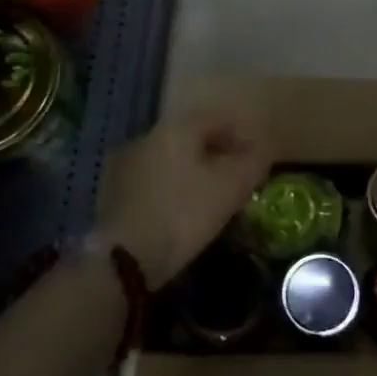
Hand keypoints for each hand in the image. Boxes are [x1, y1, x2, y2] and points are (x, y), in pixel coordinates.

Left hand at [98, 108, 270, 283]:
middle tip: (240, 176)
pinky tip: (185, 209)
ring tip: (215, 196)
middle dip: (220, 152)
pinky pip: (157, 178)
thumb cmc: (184, 214)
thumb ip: (253, 161)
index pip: (218, 117)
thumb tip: (261, 150)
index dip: (243, 132)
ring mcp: (127, 163)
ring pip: (174, 158)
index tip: (259, 155)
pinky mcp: (115, 191)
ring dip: (196, 170)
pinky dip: (176, 186)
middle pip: (193, 136)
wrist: (124, 258)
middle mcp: (149, 136)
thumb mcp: (231, 187)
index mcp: (177, 129)